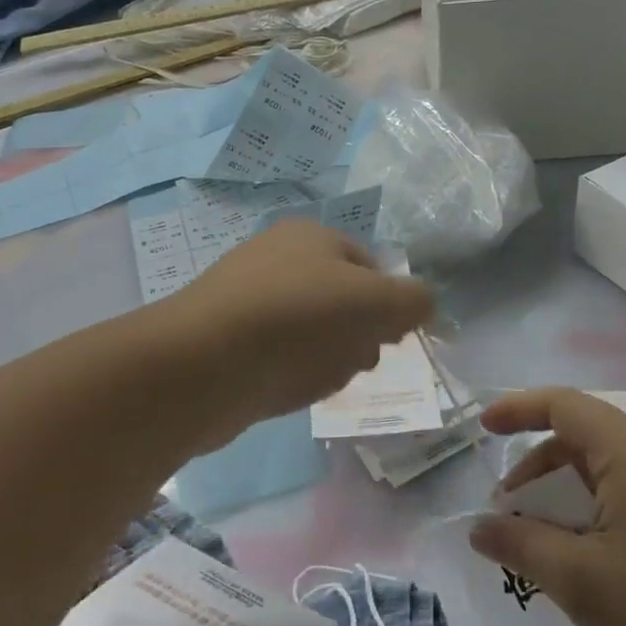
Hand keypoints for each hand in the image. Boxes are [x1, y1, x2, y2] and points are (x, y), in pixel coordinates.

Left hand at [166, 220, 432, 441]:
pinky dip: (293, 373)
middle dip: (359, 335)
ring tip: (319, 375)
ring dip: (330, 358)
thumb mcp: (374, 301)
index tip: (391, 337)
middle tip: (357, 358)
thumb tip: (422, 306)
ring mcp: (249, 301)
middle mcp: (278, 260)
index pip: (370, 267)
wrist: (202, 363)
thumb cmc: (296, 318)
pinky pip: (280, 357)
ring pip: (313, 334)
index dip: (388, 304)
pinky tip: (289, 389)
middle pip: (342, 302)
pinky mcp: (229, 342)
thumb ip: (413, 300)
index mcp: (311, 236)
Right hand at [469, 389, 625, 625]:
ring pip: (616, 470)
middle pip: (589, 437)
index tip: (483, 429)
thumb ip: (519, 543)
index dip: (518, 409)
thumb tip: (479, 528)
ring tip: (547, 540)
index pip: (566, 406)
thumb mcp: (577, 581)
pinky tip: (593, 558)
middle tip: (510, 510)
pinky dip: (604, 511)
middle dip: (541, 467)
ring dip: (571, 493)